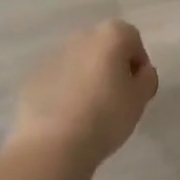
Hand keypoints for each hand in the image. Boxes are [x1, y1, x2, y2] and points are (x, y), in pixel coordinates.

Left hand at [9, 19, 157, 167]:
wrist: (51, 144)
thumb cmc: (105, 116)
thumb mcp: (140, 99)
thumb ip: (146, 79)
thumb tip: (140, 72)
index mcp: (110, 35)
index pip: (132, 40)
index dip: (138, 65)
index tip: (136, 90)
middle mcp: (81, 36)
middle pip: (103, 47)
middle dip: (111, 67)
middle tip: (115, 100)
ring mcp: (53, 55)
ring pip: (79, 62)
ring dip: (87, 78)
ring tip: (88, 113)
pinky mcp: (33, 76)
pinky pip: (57, 79)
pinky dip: (64, 91)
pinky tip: (66, 118)